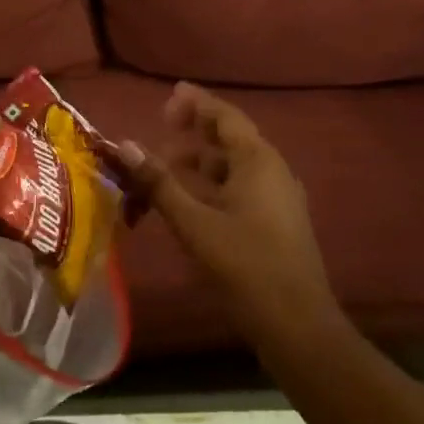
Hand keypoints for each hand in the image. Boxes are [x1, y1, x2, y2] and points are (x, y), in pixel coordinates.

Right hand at [122, 83, 341, 340]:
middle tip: (162, 128)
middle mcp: (273, 171)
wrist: (299, 329)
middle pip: (231, 138)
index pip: (224, 117)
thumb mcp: (194, 223)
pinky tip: (188, 199)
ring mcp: (278, 199)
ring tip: (166, 166)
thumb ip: (159, 182)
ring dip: (201, 160)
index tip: (169, 95)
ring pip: (234, 166)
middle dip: (195, 131)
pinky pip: (240, 187)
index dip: (196, 103)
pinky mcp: (276, 223)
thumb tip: (124, 144)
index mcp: (258, 162)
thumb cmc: (246, 267)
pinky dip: (212, 183)